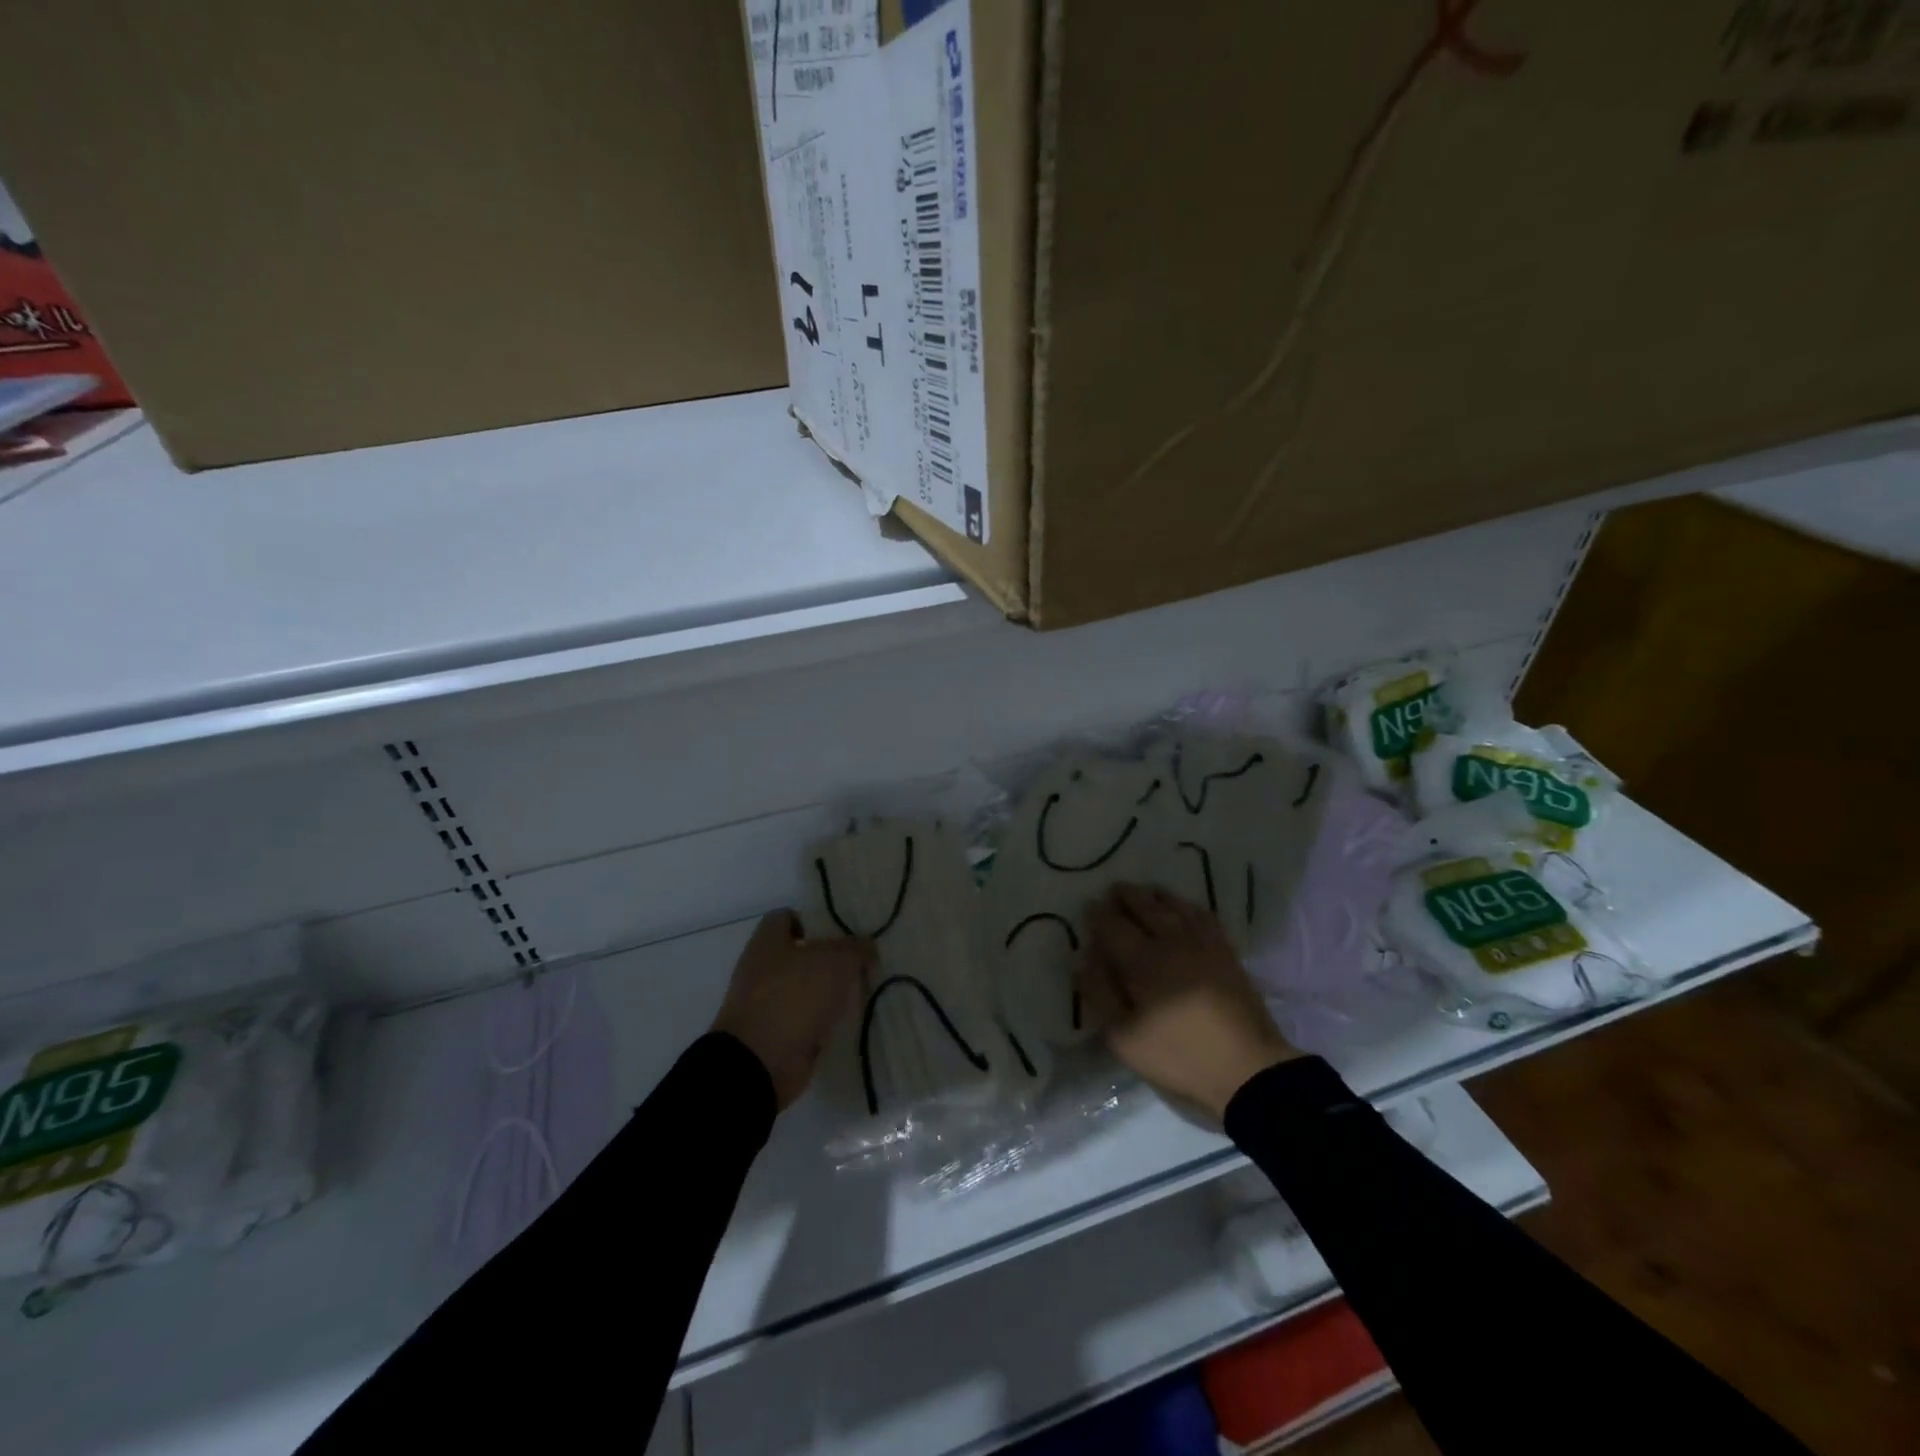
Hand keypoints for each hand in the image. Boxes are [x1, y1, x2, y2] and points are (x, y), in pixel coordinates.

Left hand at [713, 909, 874, 1109]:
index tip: (843, 932)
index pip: (787, 916)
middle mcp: (763, 968)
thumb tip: (868, 947)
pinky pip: (806, 1020)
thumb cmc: (793, 996)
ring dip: (831, 993)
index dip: (814, 920)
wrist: (760, 1062)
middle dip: (831, 959)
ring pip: (806, 989)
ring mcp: (767, 1003)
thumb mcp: (835, 962)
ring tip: (864, 991)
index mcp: (768, 941)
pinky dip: (825, 1022)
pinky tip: (851, 1021)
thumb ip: (855, 949)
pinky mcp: (776, 1035)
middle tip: (863, 962)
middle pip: (801, 955)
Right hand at [1077, 884, 1298, 1120]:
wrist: (1248, 1070)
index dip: (1097, 914)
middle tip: (1114, 891)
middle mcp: (1170, 941)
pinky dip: (1188, 906)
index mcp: (1141, 960)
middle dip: (1126, 896)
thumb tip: (1085, 959)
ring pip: (1175, 905)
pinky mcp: (1226, 952)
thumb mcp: (1124, 1038)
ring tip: (1145, 893)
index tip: (1089, 906)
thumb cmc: (1179, 1057)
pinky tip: (1184, 909)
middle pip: (1144, 906)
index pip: (1112, 925)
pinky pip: (1204, 916)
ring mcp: (1203, 943)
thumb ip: (1101, 994)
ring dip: (1155, 896)